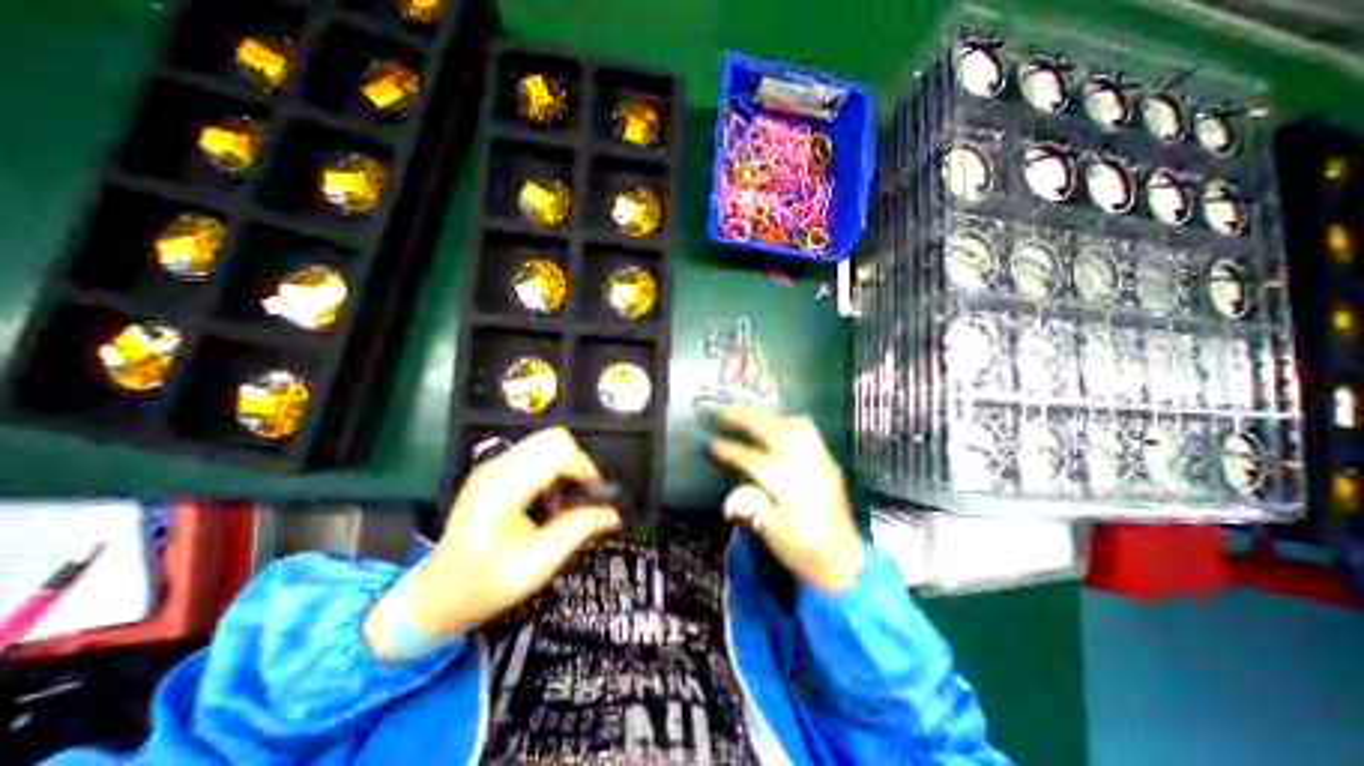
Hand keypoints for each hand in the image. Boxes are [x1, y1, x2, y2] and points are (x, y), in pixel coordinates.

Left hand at [362, 427, 618, 655]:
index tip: (595, 496)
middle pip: (553, 438)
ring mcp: (494, 465)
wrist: (437, 594)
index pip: (555, 453)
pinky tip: (552, 494)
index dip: (583, 468)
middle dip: (578, 461)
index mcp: (502, 489)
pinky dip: (555, 464)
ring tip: (570, 495)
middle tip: (583, 494)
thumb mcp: (537, 565)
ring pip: (547, 441)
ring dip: (567, 462)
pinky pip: (537, 451)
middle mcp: (496, 468)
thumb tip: (614, 514)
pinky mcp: (496, 469)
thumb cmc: (485, 585)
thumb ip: (577, 531)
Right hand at [714, 407, 861, 590]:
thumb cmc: (805, 551)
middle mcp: (804, 464)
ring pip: (790, 425)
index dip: (729, 450)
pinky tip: (776, 422)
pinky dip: (786, 420)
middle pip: (771, 431)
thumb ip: (753, 509)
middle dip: (744, 418)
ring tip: (745, 413)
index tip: (711, 443)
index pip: (751, 459)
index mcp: (787, 484)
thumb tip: (728, 500)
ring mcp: (818, 459)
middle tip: (722, 411)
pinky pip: (806, 430)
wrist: (845, 561)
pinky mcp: (827, 460)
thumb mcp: (774, 536)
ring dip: (765, 416)